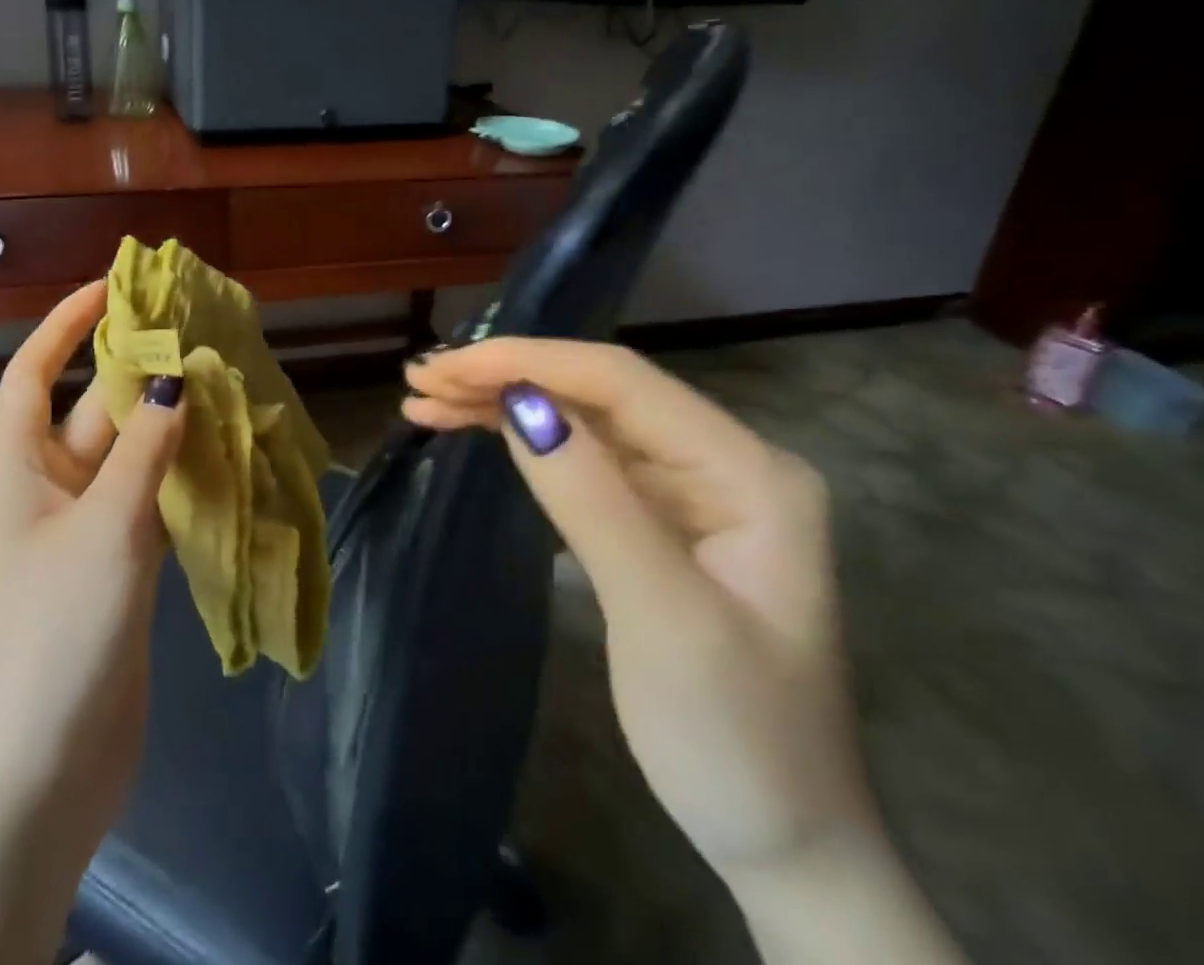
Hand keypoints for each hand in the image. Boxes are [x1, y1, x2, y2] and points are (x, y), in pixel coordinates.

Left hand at [0, 279, 184, 872]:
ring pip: (127, 456)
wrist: (39, 774)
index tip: (112, 288)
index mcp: (15, 469)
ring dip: (167, 424)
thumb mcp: (104, 529)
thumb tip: (174, 383)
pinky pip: (147, 501)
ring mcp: (82, 532)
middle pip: (92, 410)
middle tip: (199, 334)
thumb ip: (143, 451)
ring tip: (223, 382)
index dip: (66, 325)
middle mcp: (45, 490)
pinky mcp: (114, 570)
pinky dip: (179, 476)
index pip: (32, 373)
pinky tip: (223, 455)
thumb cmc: (56, 635)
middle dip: (138, 372)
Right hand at [402, 338, 876, 883]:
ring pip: (580, 419)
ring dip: (502, 404)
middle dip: (505, 377)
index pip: (621, 381)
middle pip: (597, 392)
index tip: (447, 368)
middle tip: (420, 381)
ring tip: (424, 400)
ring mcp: (687, 488)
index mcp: (746, 470)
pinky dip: (520, 443)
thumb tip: (520, 403)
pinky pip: (579, 459)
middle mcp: (719, 460)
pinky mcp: (654, 516)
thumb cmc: (734, 738)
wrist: (783, 840)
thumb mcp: (662, 618)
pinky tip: (470, 429)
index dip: (528, 362)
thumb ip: (593, 500)